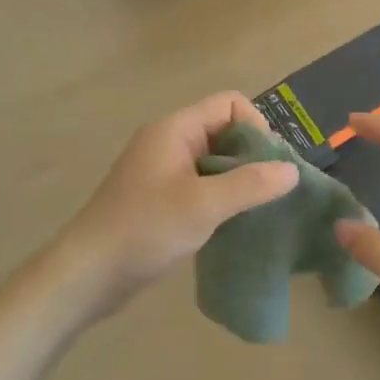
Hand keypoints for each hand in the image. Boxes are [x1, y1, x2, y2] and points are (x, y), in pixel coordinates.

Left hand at [47, 92, 298, 322]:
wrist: (87, 275)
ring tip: (257, 209)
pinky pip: (202, 185)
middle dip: (252, 156)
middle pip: (224, 131)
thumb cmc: (144, 229)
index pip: (229, 104)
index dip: (256, 126)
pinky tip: (232, 224)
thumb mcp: (203, 205)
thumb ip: (250, 185)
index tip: (268, 166)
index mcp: (175, 130)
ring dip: (238, 180)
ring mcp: (163, 172)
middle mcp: (169, 143)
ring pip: (215, 162)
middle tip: (270, 191)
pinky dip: (221, 198)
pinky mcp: (160, 200)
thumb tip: (291, 171)